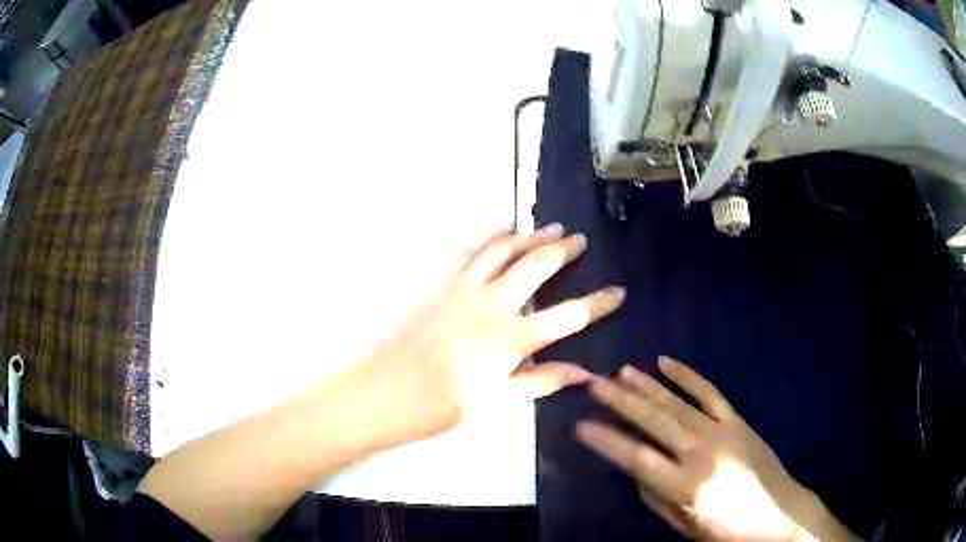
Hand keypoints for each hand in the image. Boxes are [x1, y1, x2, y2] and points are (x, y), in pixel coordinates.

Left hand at [349, 225, 625, 445]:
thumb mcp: (500, 398)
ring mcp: (468, 287)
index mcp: (514, 338)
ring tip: (550, 227)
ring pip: (507, 250)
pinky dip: (491, 236)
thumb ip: (544, 380)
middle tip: (579, 240)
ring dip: (531, 236)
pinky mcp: (444, 280)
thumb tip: (585, 374)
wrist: (390, 389)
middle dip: (564, 250)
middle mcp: (496, 303)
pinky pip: (472, 249)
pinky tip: (503, 229)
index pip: (570, 316)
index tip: (618, 292)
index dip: (599, 303)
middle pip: (539, 266)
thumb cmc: (447, 403)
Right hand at [577, 357, 858, 541]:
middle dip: (619, 401)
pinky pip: (709, 392)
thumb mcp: (683, 523)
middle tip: (592, 381)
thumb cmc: (725, 529)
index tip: (580, 423)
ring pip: (677, 402)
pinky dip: (687, 375)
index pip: (636, 457)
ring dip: (646, 385)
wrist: (777, 513)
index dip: (606, 440)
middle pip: (653, 421)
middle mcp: (700, 452)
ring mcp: (721, 431)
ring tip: (620, 371)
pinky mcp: (737, 420)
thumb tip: (633, 467)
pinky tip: (666, 362)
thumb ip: (654, 496)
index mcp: (685, 485)